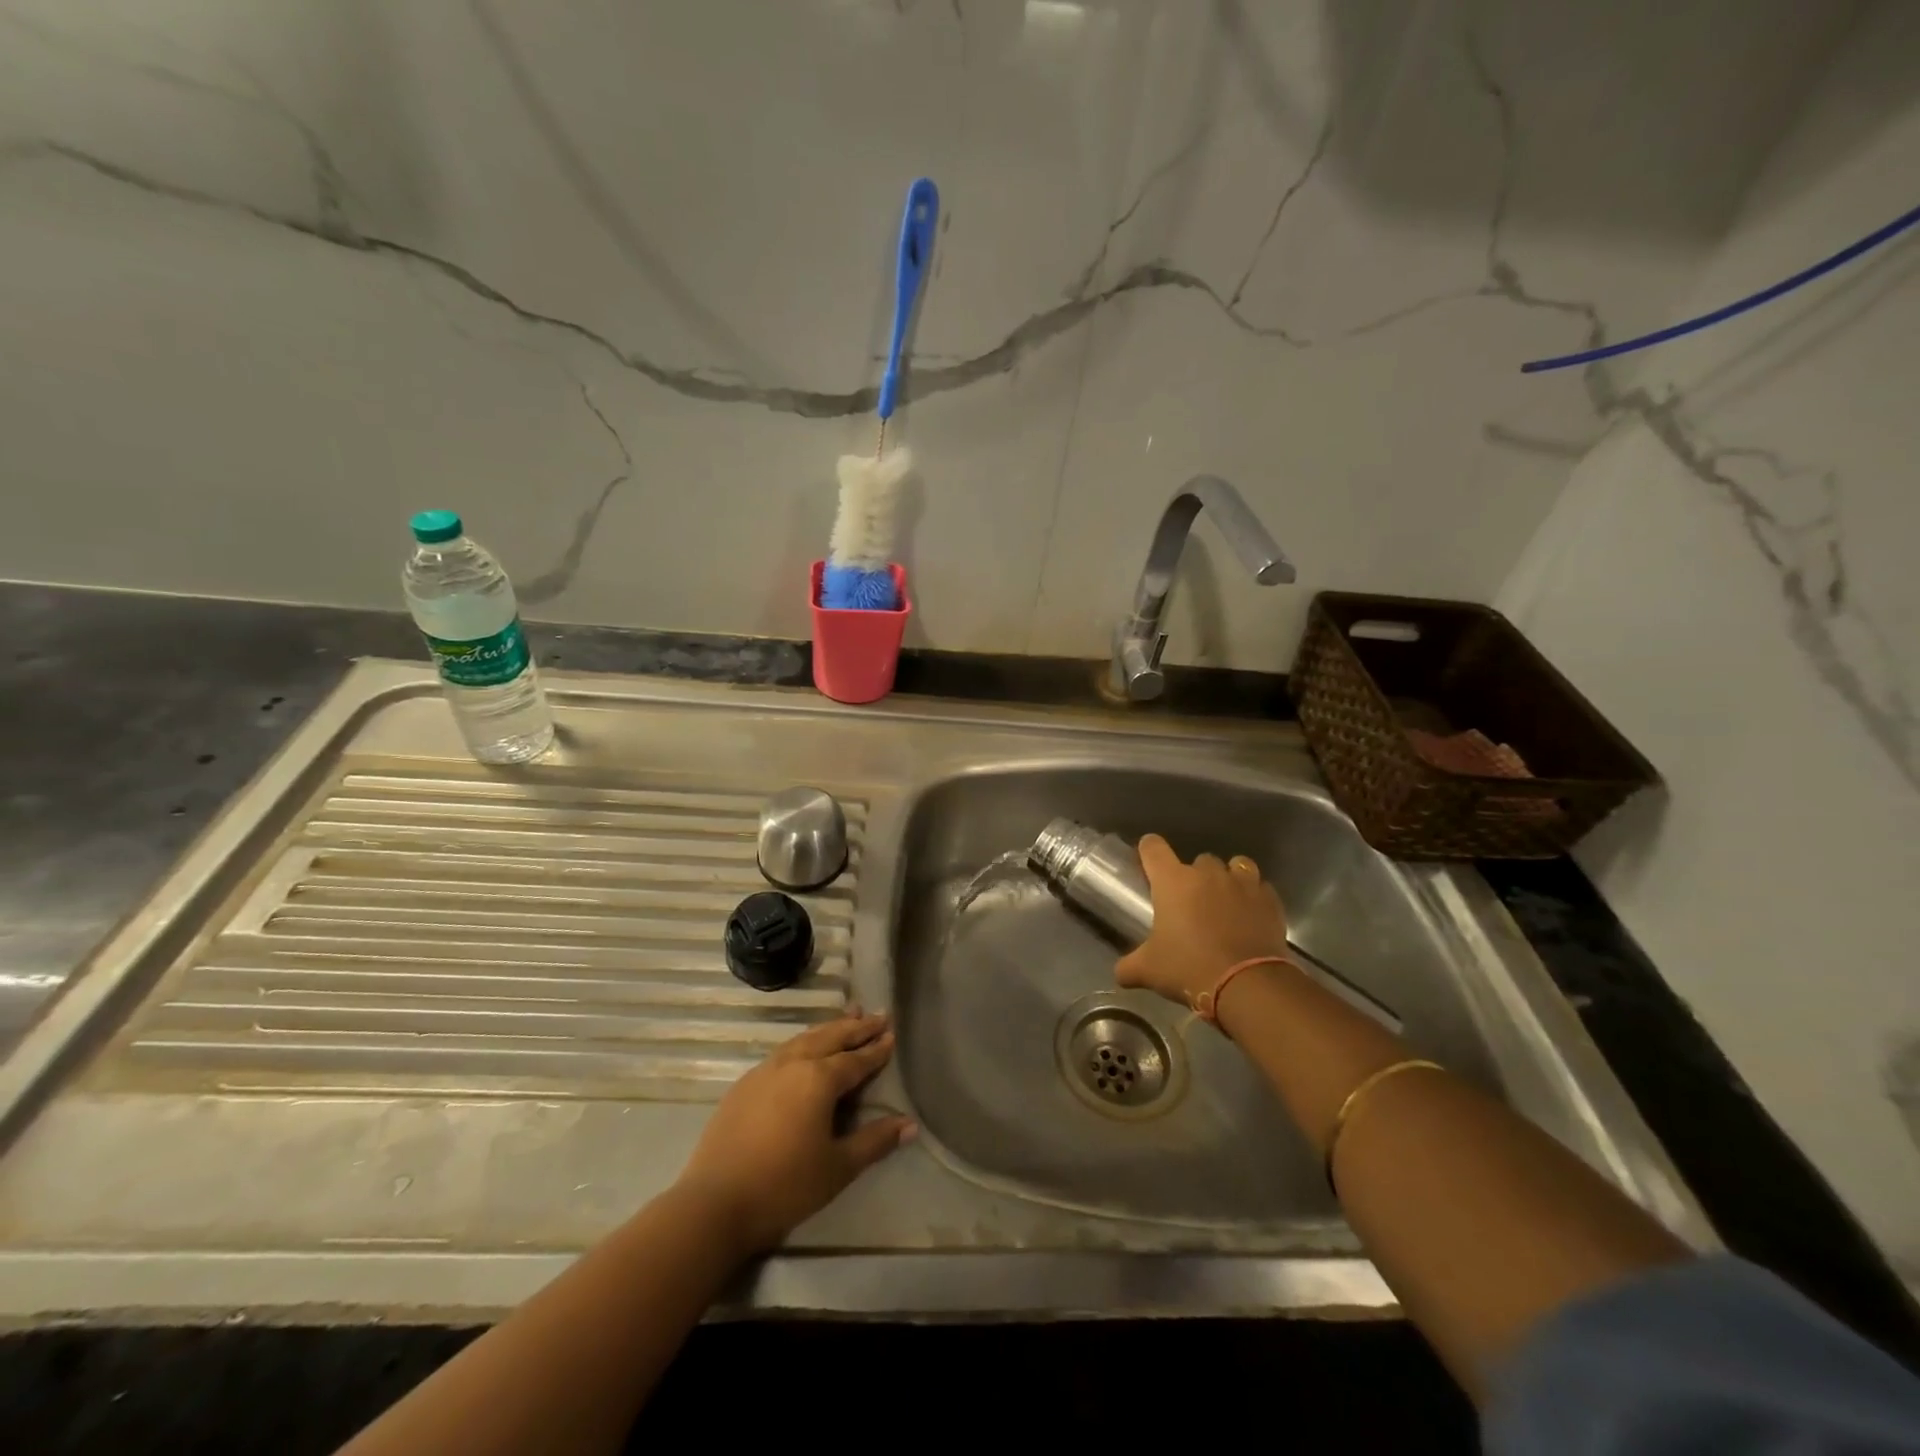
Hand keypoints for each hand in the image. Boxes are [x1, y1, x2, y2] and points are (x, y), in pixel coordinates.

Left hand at [675, 1009, 916, 1254]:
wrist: (714, 1203)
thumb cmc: (785, 1185)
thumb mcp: (838, 1167)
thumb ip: (875, 1141)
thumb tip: (910, 1125)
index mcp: (819, 1079)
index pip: (856, 1059)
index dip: (876, 1049)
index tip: (892, 1034)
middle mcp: (794, 1063)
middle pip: (831, 1037)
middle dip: (856, 1027)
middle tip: (878, 1015)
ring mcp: (765, 1070)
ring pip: (805, 1038)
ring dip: (829, 1028)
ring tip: (847, 1017)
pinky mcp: (745, 1083)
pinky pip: (784, 1051)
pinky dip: (804, 1042)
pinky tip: (805, 1047)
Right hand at [1115, 834, 1290, 1007]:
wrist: (1247, 985)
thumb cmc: (1189, 968)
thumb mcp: (1150, 970)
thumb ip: (1129, 966)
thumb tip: (1120, 974)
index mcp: (1173, 881)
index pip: (1154, 848)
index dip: (1149, 851)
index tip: (1149, 863)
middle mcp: (1207, 874)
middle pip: (1199, 859)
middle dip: (1195, 877)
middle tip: (1191, 903)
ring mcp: (1242, 884)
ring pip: (1236, 865)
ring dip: (1229, 878)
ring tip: (1226, 901)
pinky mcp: (1270, 900)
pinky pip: (1261, 888)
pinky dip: (1255, 898)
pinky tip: (1251, 917)